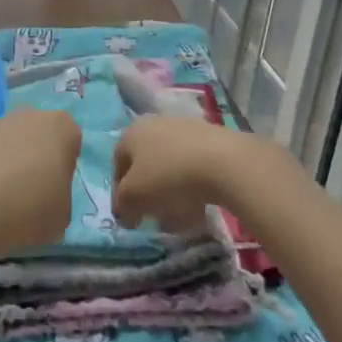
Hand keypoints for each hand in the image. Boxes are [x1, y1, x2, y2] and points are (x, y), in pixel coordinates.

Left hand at [0, 107, 81, 255]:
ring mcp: (0, 123)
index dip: (66, 167)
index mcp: (62, 126)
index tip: (57, 190)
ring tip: (8, 198)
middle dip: (40, 158)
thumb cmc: (31, 207)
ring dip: (15, 162)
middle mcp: (32, 115)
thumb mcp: (64, 213)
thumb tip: (48, 195)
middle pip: (42, 136)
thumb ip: (61, 196)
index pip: (73, 142)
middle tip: (35, 192)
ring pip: (16, 143)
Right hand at [112, 114, 250, 233]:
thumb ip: (123, 205)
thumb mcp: (134, 197)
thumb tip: (125, 213)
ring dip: (171, 190)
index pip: (118, 165)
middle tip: (154, 215)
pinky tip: (200, 204)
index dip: (120, 194)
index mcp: (132, 132)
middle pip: (145, 163)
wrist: (223, 161)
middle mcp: (155, 123)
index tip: (129, 218)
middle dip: (148, 192)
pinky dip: (192, 184)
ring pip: (170, 164)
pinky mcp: (210, 136)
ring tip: (180, 215)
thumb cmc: (168, 176)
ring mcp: (184, 126)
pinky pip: (193, 164)